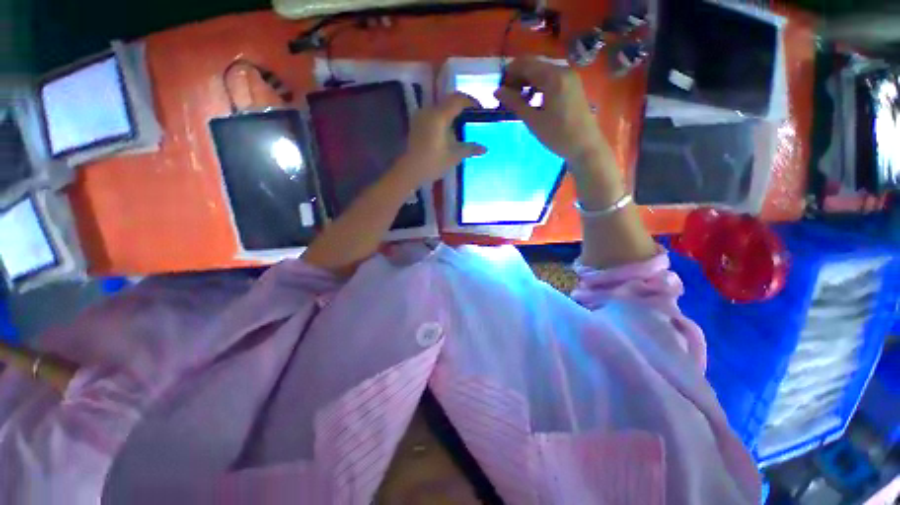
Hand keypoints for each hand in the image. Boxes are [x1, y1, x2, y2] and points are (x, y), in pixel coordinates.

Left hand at [394, 93, 486, 186]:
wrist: (409, 171)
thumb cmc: (433, 163)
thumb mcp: (454, 156)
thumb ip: (470, 148)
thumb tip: (485, 149)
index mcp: (440, 115)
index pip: (459, 99)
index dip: (472, 102)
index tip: (481, 110)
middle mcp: (429, 110)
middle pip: (449, 99)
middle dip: (463, 105)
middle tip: (473, 116)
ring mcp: (421, 115)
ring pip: (441, 106)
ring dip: (453, 111)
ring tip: (463, 123)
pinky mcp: (417, 123)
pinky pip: (434, 113)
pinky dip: (444, 117)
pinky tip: (449, 130)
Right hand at [495, 57, 608, 164]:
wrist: (585, 146)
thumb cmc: (558, 135)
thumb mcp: (533, 120)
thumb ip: (515, 103)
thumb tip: (496, 91)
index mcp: (554, 76)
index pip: (525, 64)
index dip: (509, 73)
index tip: (499, 90)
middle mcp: (563, 70)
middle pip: (534, 65)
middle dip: (518, 77)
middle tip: (507, 98)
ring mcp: (570, 77)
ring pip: (542, 72)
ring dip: (527, 82)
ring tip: (518, 101)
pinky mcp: (572, 86)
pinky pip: (551, 79)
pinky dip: (538, 86)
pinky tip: (532, 101)